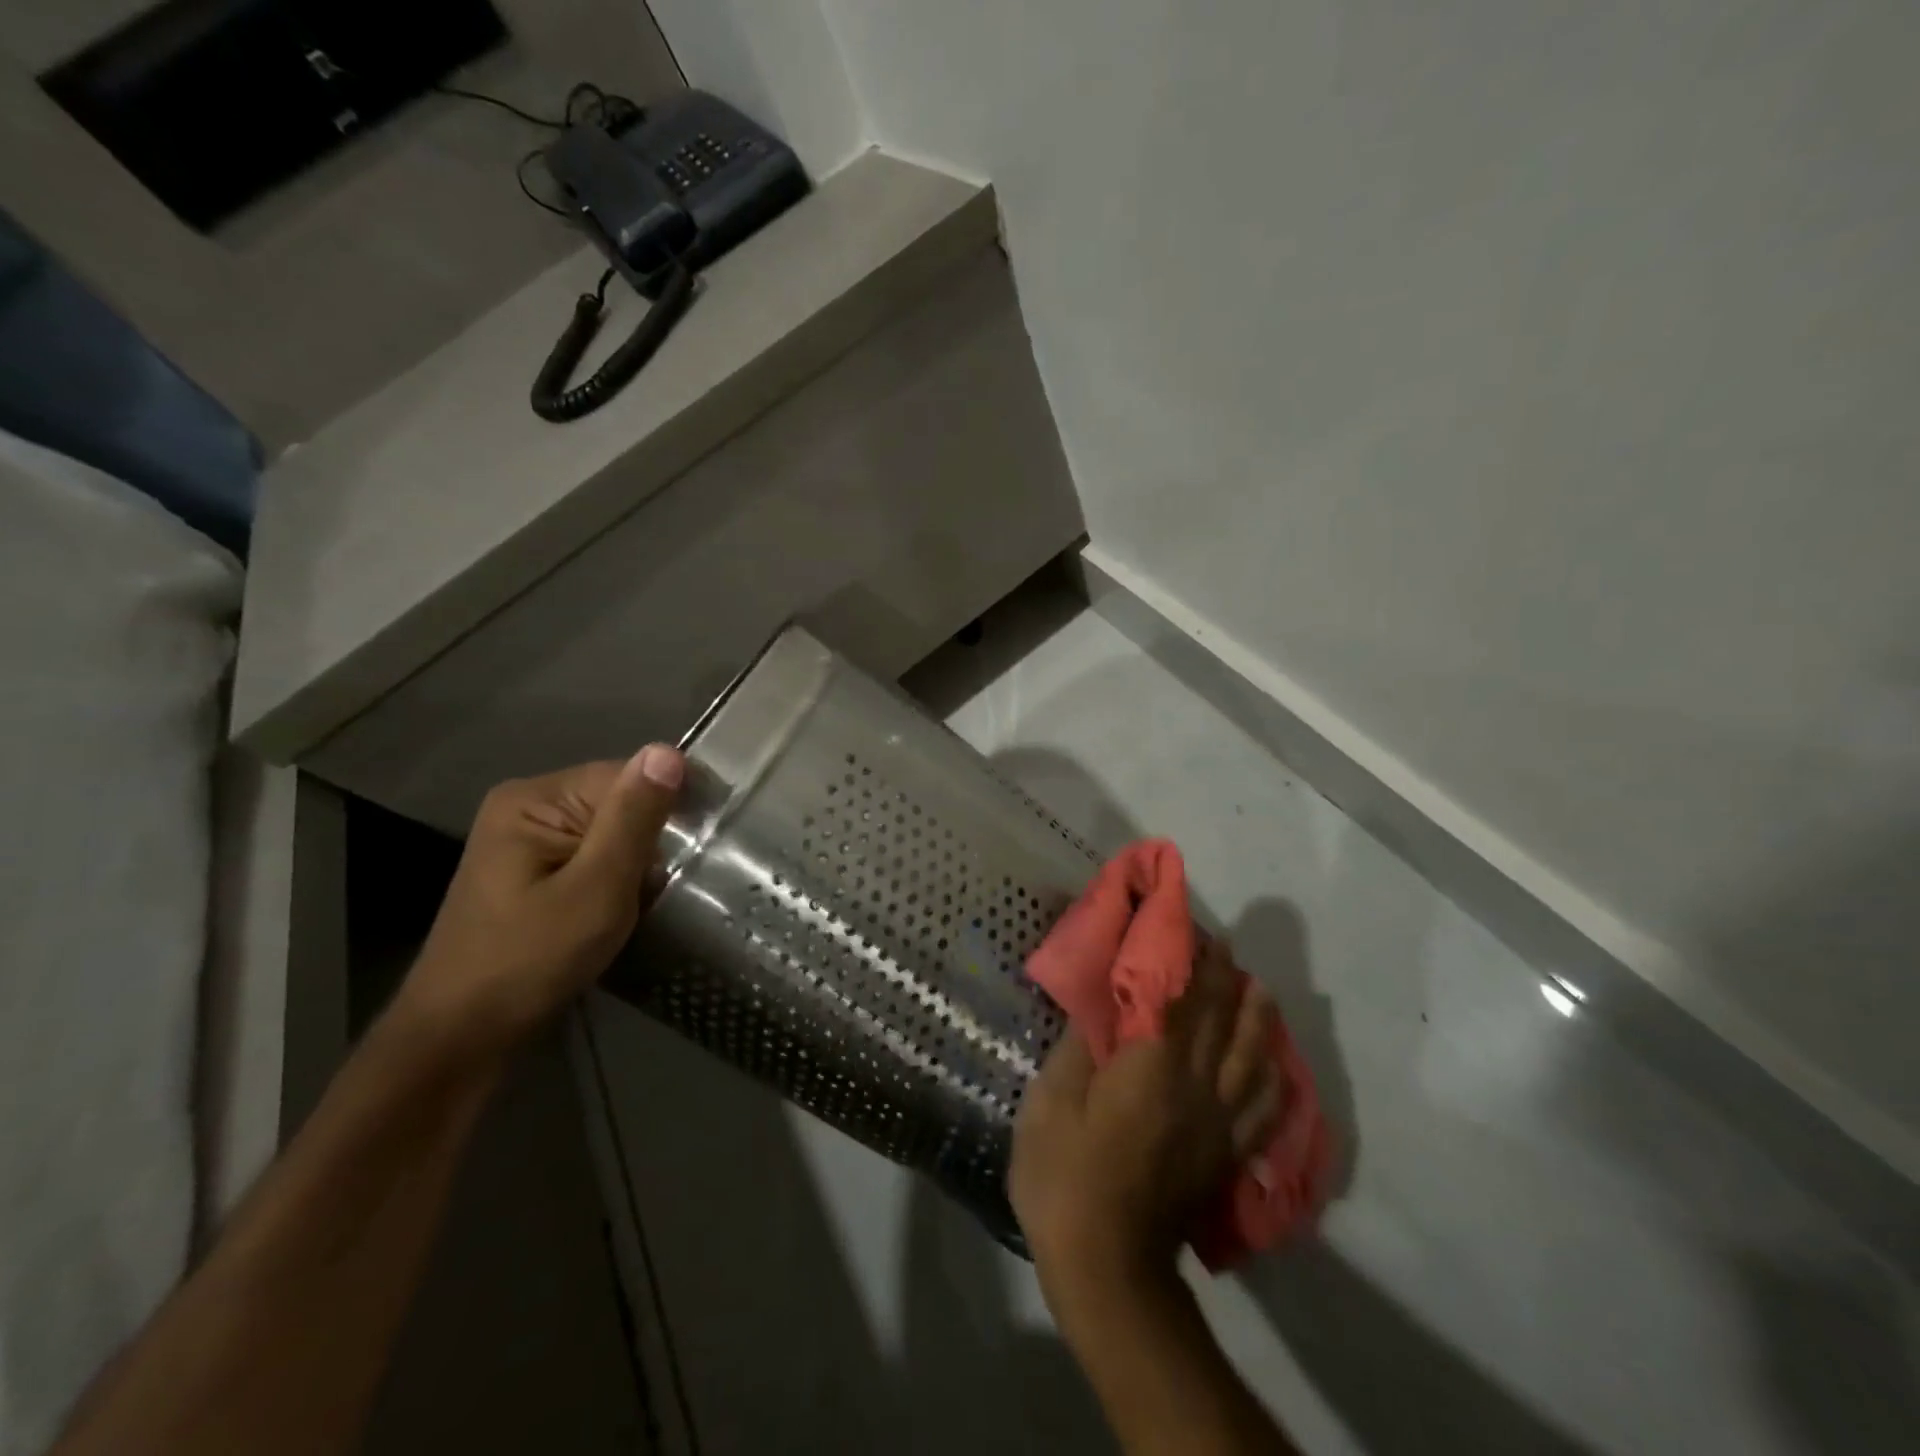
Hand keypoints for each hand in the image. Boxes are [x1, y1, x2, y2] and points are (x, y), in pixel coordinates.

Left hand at [397, 744, 684, 1058]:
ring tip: (651, 899)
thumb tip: (668, 751)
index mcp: (534, 798)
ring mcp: (527, 841)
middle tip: (668, 886)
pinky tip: (626, 907)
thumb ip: (633, 818)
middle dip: (652, 839)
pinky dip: (618, 877)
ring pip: (611, 831)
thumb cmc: (531, 959)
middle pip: (619, 801)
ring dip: (637, 862)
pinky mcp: (533, 872)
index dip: (669, 807)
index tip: (703, 848)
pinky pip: (594, 855)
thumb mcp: (596, 887)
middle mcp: (526, 807)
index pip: (627, 776)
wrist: (462, 1038)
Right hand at [1010, 939, 1280, 1298]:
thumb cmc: (1066, 1178)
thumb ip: (1079, 1047)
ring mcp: (1217, 1125)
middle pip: (1220, 1022)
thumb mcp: (1051, 1104)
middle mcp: (1195, 1087)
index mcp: (1151, 1066)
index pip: (1178, 999)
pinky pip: (1262, 1111)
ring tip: (1260, 991)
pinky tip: (1276, 1069)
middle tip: (1225, 946)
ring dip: (1258, 1019)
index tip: (1191, 929)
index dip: (1187, 961)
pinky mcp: (1224, 1157)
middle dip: (1224, 978)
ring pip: (1251, 1060)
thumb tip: (1098, 1002)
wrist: (1108, 1270)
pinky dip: (1274, 1081)